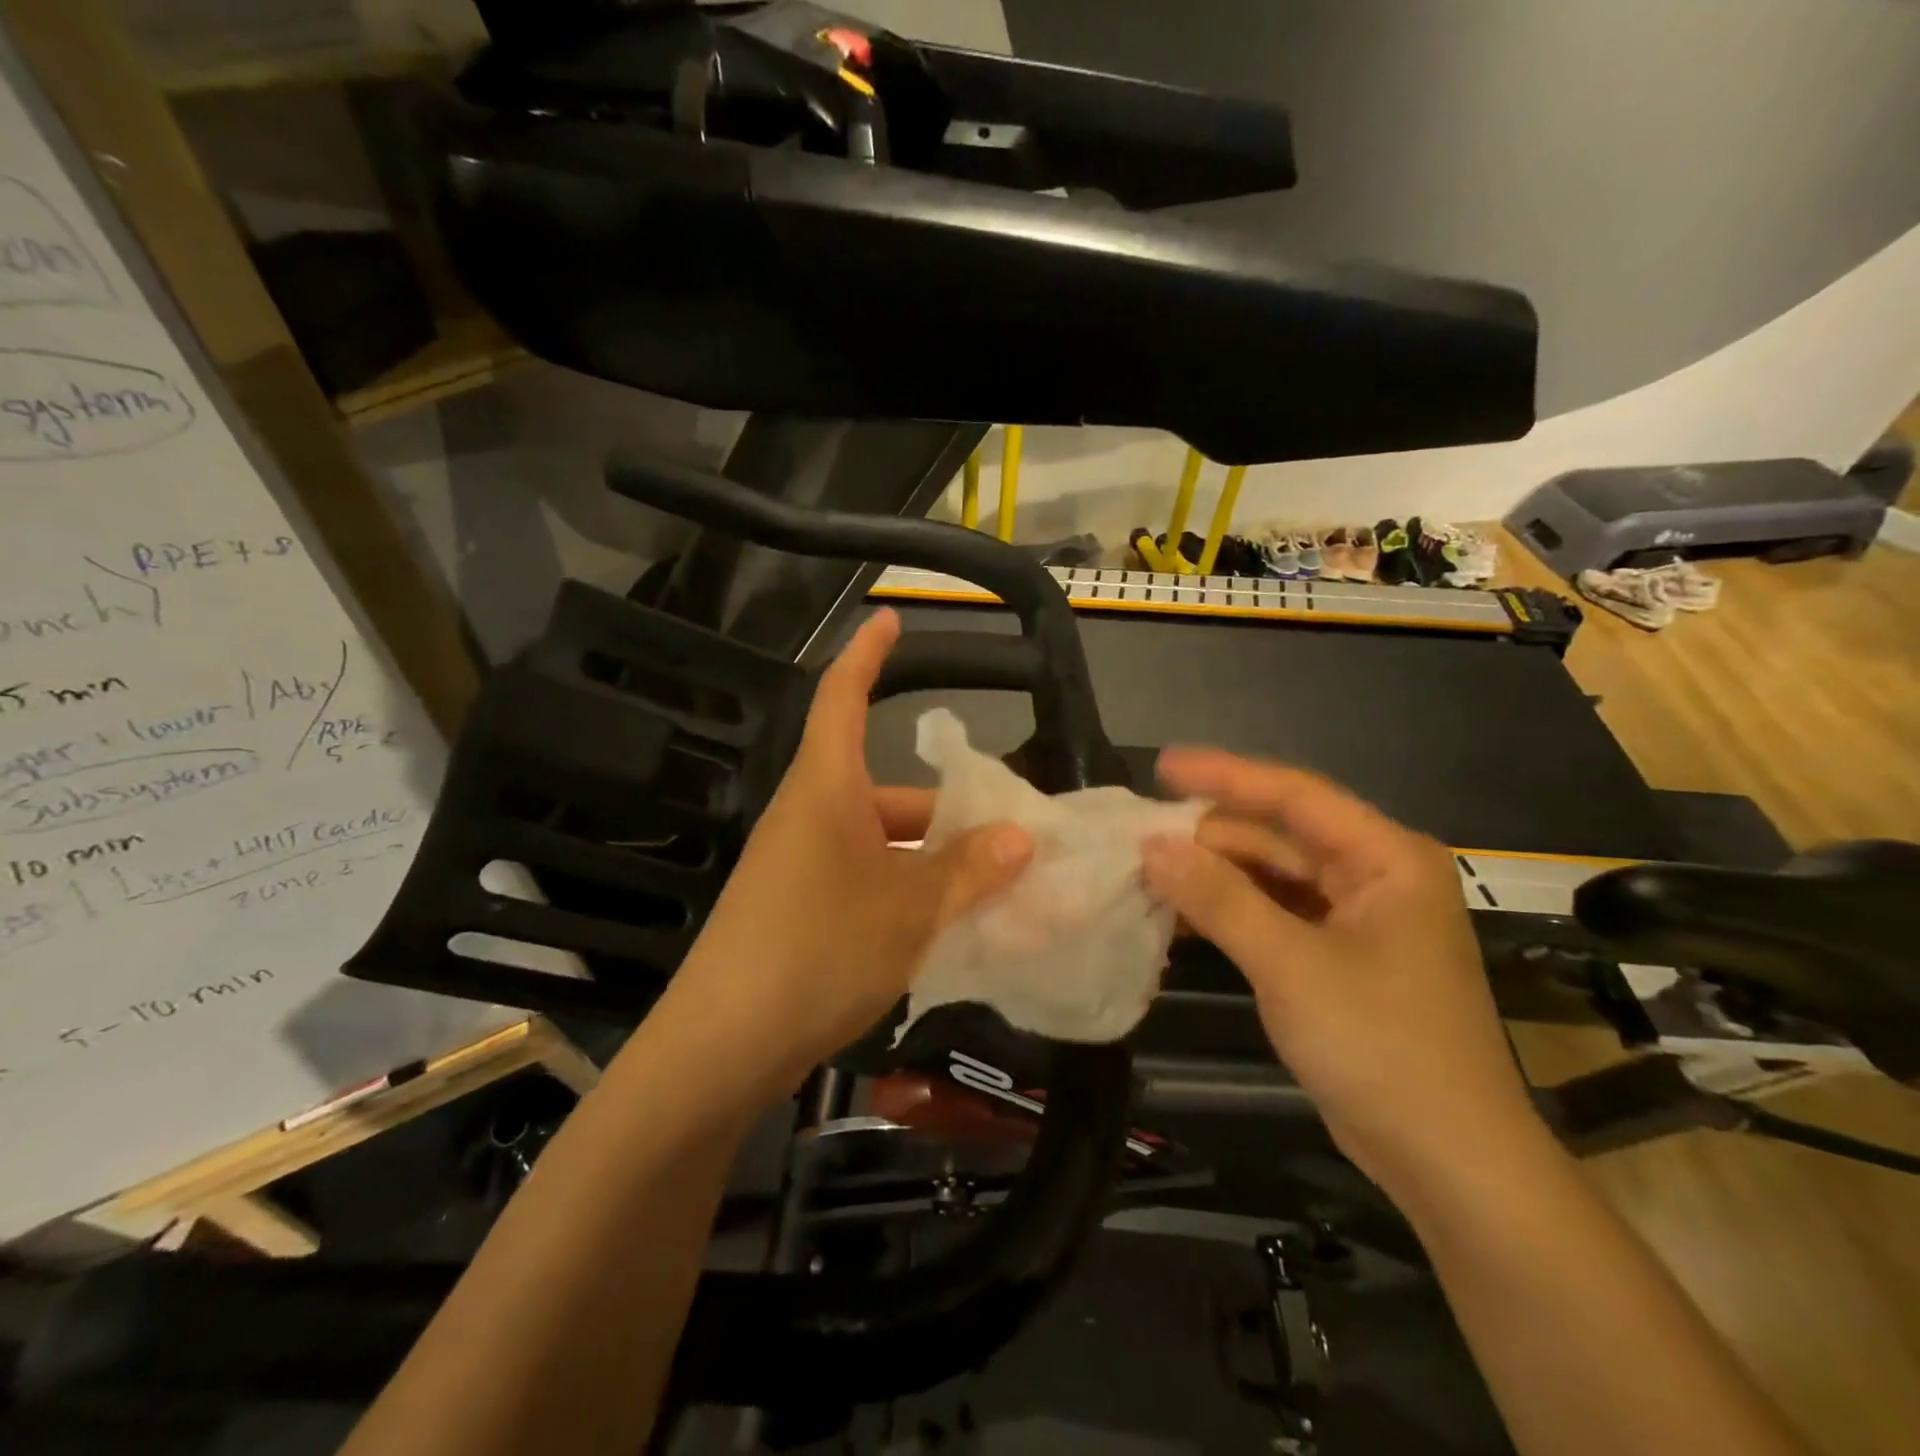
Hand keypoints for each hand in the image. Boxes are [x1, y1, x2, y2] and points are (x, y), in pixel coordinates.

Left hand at [664, 610, 1032, 1104]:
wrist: (721, 1047)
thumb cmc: (818, 950)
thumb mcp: (909, 909)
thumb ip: (969, 870)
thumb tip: (1021, 837)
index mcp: (826, 789)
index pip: (843, 697)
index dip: (868, 654)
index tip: (891, 619)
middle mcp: (809, 817)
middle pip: (885, 790)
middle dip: (946, 806)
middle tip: (1010, 830)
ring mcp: (799, 867)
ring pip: (880, 843)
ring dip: (932, 859)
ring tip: (995, 887)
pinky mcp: (796, 912)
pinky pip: (863, 882)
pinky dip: (906, 892)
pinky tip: (946, 926)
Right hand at [1140, 749, 1542, 1198]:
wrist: (1449, 1164)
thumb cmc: (1382, 1047)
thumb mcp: (1291, 965)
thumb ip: (1219, 899)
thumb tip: (1151, 846)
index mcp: (1385, 858)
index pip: (1294, 796)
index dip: (1225, 776)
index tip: (1161, 766)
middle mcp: (1374, 876)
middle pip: (1278, 837)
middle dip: (1209, 836)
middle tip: (1138, 836)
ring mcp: (1356, 920)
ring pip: (1271, 878)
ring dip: (1213, 877)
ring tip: (1146, 872)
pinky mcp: (1338, 958)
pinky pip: (1273, 916)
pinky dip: (1229, 914)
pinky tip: (1179, 917)